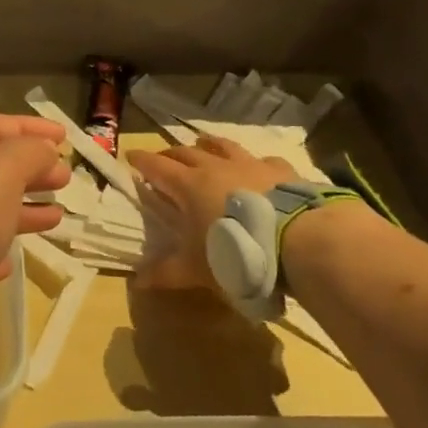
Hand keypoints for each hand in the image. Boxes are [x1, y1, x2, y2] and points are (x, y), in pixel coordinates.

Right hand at [127, 134, 296, 291]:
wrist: (297, 241)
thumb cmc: (236, 253)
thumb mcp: (196, 269)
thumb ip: (166, 273)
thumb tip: (137, 281)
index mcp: (188, 186)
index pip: (157, 166)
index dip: (142, 161)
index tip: (130, 155)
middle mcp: (215, 167)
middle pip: (186, 152)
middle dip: (170, 154)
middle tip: (163, 158)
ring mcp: (249, 164)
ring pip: (222, 146)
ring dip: (208, 145)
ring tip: (203, 145)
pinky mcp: (280, 170)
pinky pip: (262, 159)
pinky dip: (254, 161)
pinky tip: (258, 166)